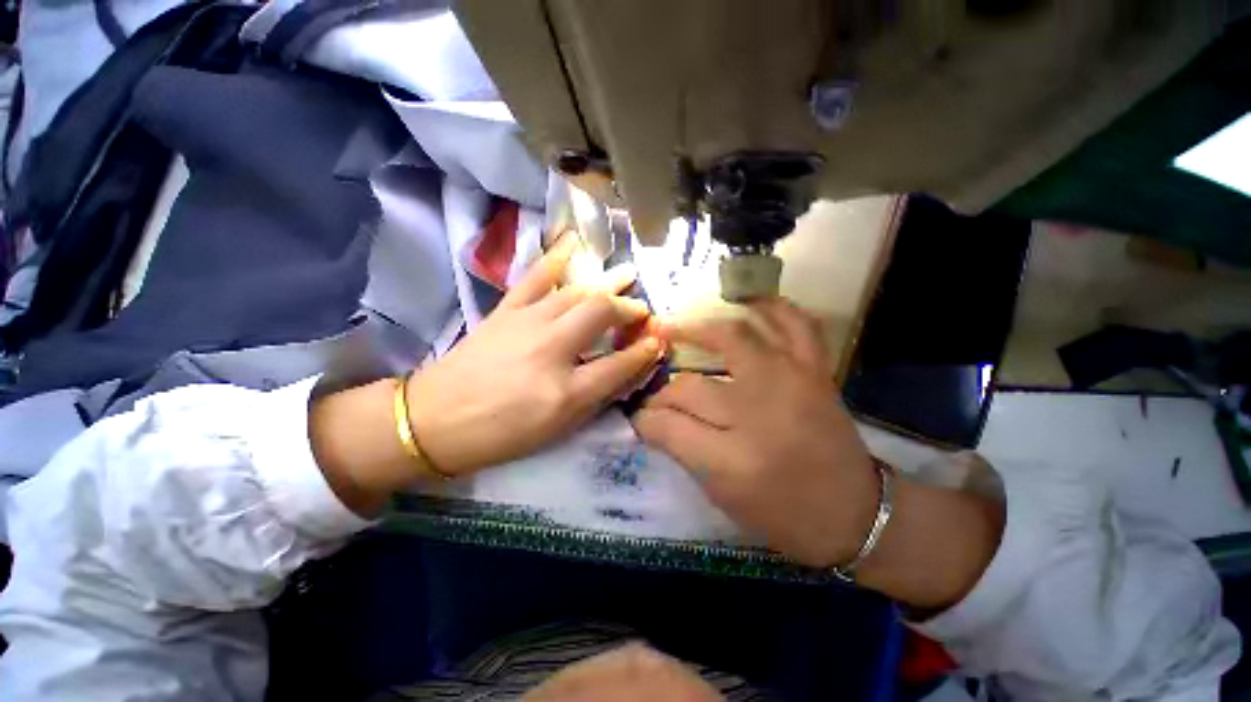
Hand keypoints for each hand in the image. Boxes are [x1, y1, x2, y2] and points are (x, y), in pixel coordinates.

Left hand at [407, 234, 664, 476]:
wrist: (435, 419)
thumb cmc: (501, 433)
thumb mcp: (557, 430)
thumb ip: (595, 399)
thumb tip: (626, 373)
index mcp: (565, 392)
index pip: (619, 364)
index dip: (644, 352)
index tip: (658, 341)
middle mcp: (550, 350)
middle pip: (601, 314)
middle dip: (628, 308)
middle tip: (641, 310)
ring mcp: (527, 324)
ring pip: (576, 292)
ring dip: (606, 284)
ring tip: (627, 276)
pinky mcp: (506, 311)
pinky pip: (536, 277)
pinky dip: (557, 257)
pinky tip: (574, 242)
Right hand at [633, 298, 878, 568]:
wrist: (857, 513)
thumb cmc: (784, 512)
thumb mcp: (722, 494)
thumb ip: (681, 450)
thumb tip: (649, 419)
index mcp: (733, 459)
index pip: (668, 425)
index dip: (645, 419)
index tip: (638, 417)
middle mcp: (759, 412)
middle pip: (691, 385)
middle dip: (664, 387)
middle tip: (656, 386)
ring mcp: (790, 383)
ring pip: (734, 338)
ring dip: (700, 329)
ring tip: (679, 327)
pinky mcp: (814, 371)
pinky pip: (794, 324)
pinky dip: (771, 307)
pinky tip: (747, 302)